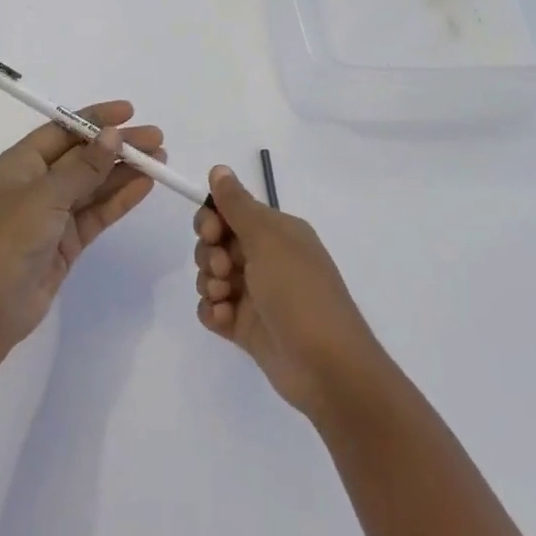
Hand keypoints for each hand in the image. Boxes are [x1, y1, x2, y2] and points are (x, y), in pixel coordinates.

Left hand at [0, 101, 164, 355]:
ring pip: (94, 184)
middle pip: (82, 156)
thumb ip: (83, 167)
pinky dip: (120, 198)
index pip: (62, 130)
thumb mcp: (46, 196)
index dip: (95, 119)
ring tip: (160, 160)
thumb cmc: (9, 240)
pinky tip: (145, 186)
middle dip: (117, 146)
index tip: (129, 112)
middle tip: (156, 139)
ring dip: (124, 171)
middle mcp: (36, 184)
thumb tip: (113, 135)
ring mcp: (53, 213)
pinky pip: (98, 211)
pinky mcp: (67, 240)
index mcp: (19, 164)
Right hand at [193, 165, 386, 416]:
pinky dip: (213, 312)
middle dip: (208, 253)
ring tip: (226, 298)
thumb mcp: (268, 240)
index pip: (231, 211)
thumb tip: (219, 168)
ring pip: (211, 275)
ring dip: (209, 283)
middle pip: (215, 242)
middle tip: (223, 269)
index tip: (210, 232)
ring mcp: (255, 294)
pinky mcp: (246, 326)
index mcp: (277, 232)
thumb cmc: (299, 293)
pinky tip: (225, 320)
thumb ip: (238, 205)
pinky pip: (213, 309)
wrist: (327, 367)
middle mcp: (266, 258)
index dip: (212, 219)